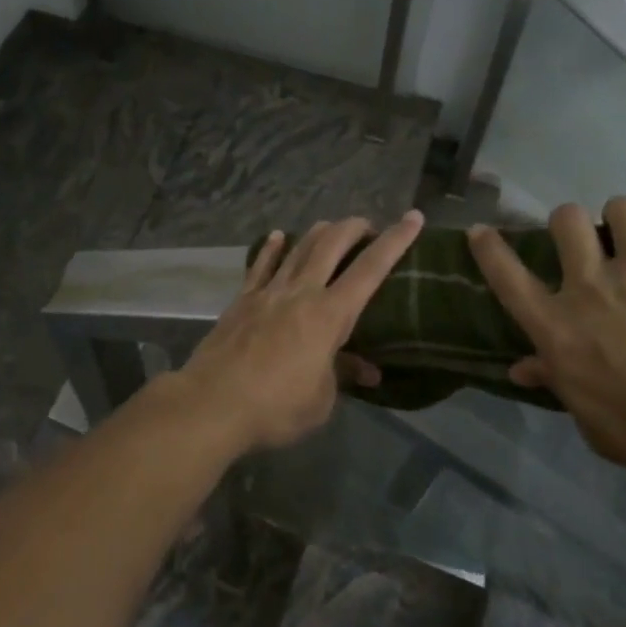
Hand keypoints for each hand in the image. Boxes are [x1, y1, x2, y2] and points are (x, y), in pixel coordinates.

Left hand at [172, 211, 424, 452]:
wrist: (212, 403)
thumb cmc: (276, 408)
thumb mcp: (321, 400)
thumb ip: (342, 374)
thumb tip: (367, 369)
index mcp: (329, 315)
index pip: (370, 269)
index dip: (395, 241)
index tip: (413, 218)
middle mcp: (301, 292)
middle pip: (331, 245)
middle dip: (354, 228)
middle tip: (368, 226)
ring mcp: (268, 292)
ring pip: (298, 248)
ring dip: (319, 232)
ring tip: (332, 227)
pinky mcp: (242, 300)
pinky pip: (260, 265)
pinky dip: (272, 248)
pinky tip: (279, 236)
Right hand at [468, 197, 625, 492]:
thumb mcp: (602, 428)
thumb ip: (560, 387)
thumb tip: (522, 368)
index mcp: (561, 330)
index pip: (507, 278)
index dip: (489, 250)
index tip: (481, 231)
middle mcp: (591, 286)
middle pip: (564, 221)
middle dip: (573, 225)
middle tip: (595, 244)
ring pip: (618, 207)